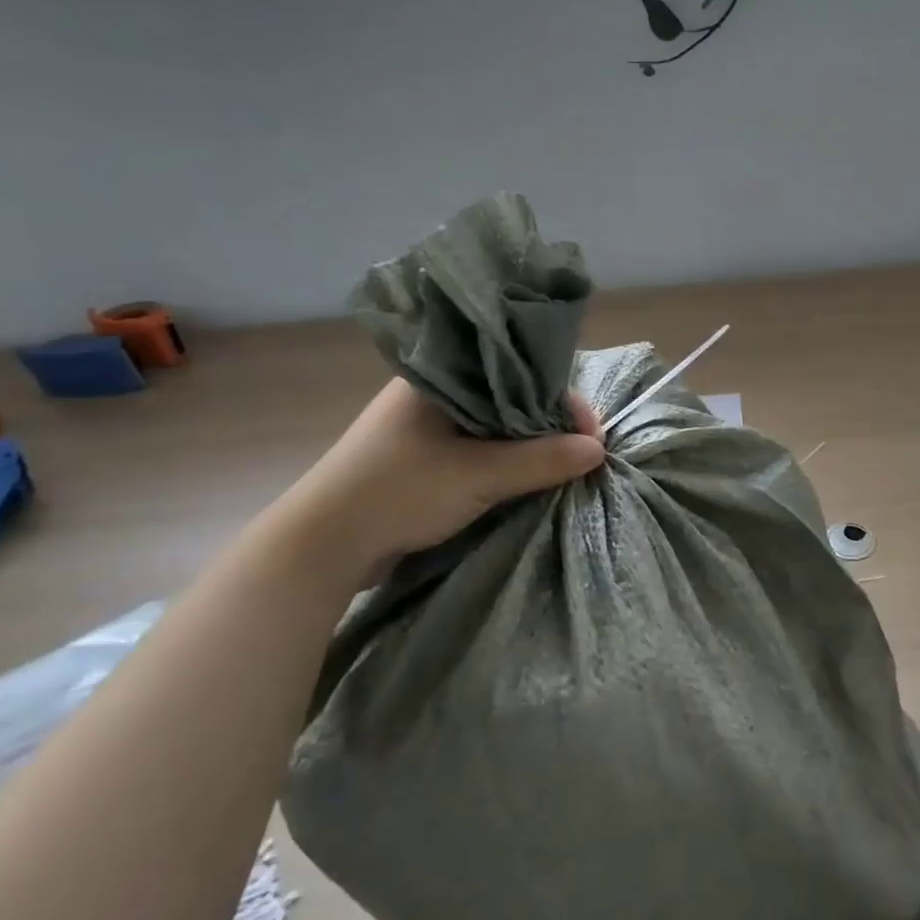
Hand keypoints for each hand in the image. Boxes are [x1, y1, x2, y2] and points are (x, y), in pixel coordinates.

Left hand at [271, 379, 604, 579]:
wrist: (321, 547)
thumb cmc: (398, 493)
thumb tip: (598, 451)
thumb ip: (541, 460)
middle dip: (550, 424)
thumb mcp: (478, 475)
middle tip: (584, 452)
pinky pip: (480, 448)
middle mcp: (435, 393)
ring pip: (497, 425)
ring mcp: (427, 427)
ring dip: (530, 445)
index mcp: (441, 376)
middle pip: (511, 397)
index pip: (519, 372)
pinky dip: (507, 460)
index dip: (561, 400)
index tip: (591, 434)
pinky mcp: (424, 458)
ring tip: (564, 465)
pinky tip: (530, 475)